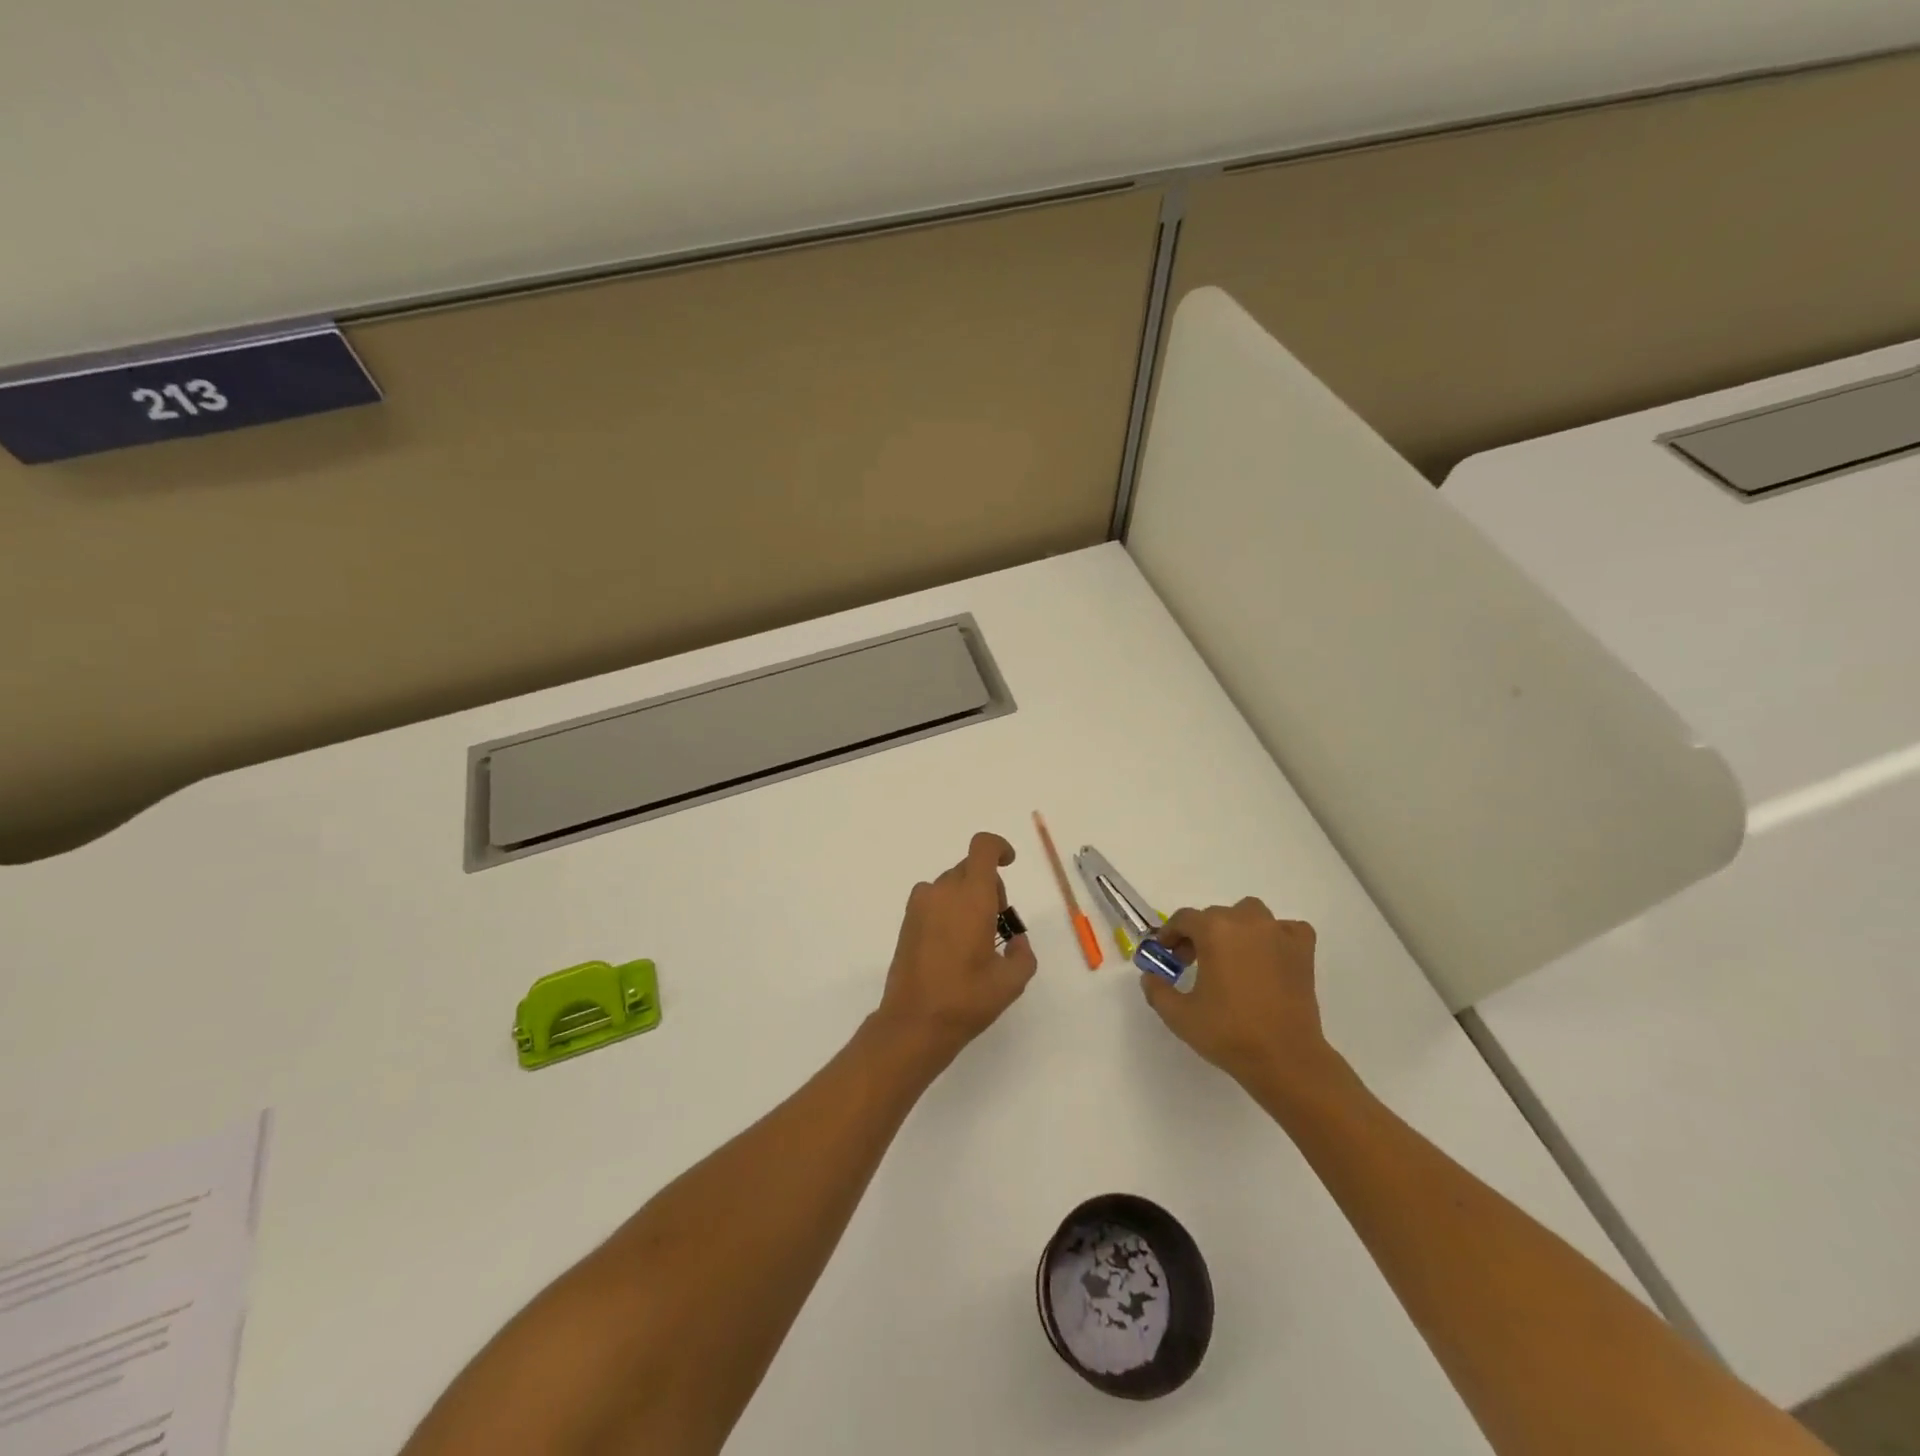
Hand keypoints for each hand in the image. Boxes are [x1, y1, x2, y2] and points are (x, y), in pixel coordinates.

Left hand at [874, 831, 1037, 1064]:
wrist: (914, 1023)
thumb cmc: (967, 999)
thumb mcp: (1011, 981)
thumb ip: (1023, 954)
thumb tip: (1017, 942)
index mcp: (972, 897)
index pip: (983, 847)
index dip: (999, 847)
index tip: (1009, 863)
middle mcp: (943, 892)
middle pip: (969, 868)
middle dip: (988, 885)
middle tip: (998, 922)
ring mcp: (920, 905)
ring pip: (950, 884)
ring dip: (967, 897)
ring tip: (975, 937)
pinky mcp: (907, 921)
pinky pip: (933, 900)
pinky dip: (948, 909)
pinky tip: (953, 945)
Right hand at [1141, 898, 1339, 1091]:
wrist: (1285, 1060)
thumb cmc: (1228, 1033)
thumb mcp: (1178, 1015)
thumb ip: (1156, 989)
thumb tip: (1150, 976)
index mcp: (1214, 931)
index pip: (1184, 919)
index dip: (1170, 934)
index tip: (1165, 954)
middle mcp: (1246, 922)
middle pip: (1215, 916)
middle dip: (1199, 935)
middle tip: (1192, 963)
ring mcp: (1279, 934)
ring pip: (1250, 914)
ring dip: (1236, 928)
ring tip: (1231, 955)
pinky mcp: (1303, 951)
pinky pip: (1286, 929)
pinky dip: (1276, 936)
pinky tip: (1269, 956)